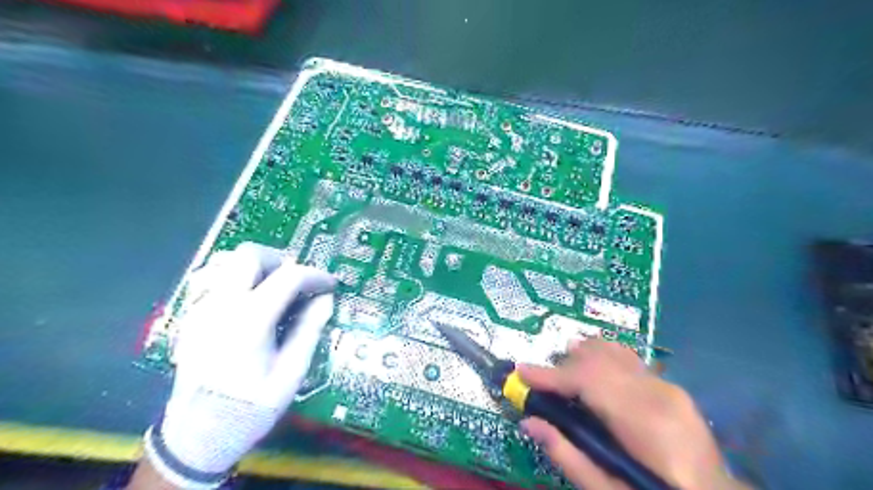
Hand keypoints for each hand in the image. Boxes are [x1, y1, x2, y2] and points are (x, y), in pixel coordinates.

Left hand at [137, 242, 335, 488]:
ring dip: (258, 268)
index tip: (331, 285)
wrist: (198, 435)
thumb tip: (325, 299)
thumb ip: (309, 330)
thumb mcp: (291, 372)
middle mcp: (220, 305)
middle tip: (298, 282)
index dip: (316, 275)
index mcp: (249, 320)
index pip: (289, 276)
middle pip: (250, 255)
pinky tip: (252, 304)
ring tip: (276, 290)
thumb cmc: (251, 406)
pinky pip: (215, 280)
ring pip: (228, 262)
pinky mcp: (192, 316)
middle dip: (281, 260)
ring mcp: (201, 309)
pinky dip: (239, 280)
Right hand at [513, 341, 745, 489]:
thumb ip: (567, 456)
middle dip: (564, 365)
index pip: (588, 380)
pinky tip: (595, 358)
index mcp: (644, 423)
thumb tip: (529, 422)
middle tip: (540, 377)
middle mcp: (658, 395)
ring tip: (564, 357)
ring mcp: (669, 388)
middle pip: (600, 361)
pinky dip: (606, 356)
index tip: (521, 372)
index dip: (551, 375)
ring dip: (585, 354)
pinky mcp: (672, 388)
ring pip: (616, 353)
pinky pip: (631, 361)